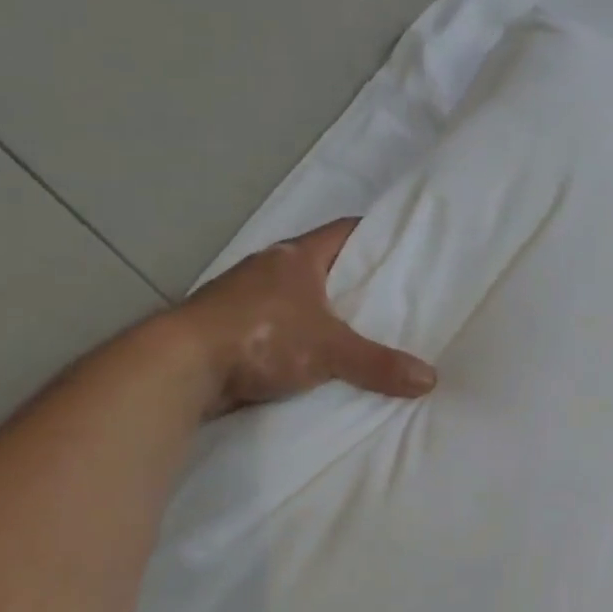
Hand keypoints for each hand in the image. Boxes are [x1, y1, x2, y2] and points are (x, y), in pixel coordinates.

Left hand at [172, 218, 435, 414]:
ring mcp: (244, 297)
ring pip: (296, 297)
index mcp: (296, 256)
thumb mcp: (329, 351)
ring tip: (360, 330)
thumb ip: (378, 364)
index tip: (403, 248)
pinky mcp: (230, 328)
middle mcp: (269, 268)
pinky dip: (297, 337)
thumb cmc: (261, 337)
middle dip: (353, 280)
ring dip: (321, 311)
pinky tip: (316, 358)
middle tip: (392, 297)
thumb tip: (430, 379)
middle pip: (322, 265)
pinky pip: (276, 326)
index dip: (375, 236)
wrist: (181, 366)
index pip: (344, 232)